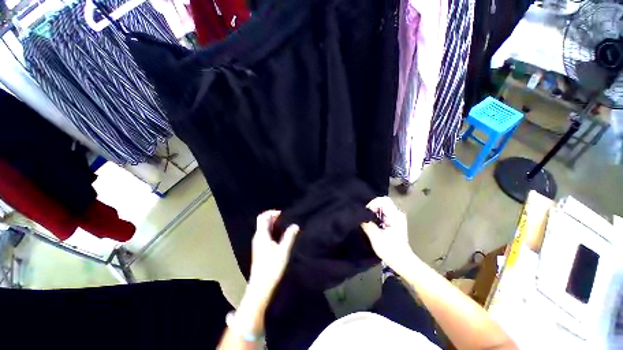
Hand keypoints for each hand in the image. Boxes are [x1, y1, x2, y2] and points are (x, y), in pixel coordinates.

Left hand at [246, 210, 298, 302]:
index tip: (283, 214)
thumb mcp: (283, 251)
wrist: (261, 287)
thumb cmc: (271, 268)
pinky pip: (266, 234)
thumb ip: (289, 236)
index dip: (272, 212)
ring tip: (286, 226)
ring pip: (265, 228)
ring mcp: (258, 243)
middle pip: (263, 221)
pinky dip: (273, 231)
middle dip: (274, 217)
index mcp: (262, 235)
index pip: (263, 217)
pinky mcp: (260, 249)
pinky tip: (281, 236)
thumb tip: (295, 225)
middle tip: (286, 219)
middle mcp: (258, 237)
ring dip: (274, 224)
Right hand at [361, 197, 417, 271]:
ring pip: (382, 206)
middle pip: (382, 202)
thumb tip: (359, 216)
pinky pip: (383, 212)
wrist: (403, 262)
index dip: (372, 203)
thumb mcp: (376, 238)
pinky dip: (376, 215)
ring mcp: (396, 217)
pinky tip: (373, 224)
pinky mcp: (394, 221)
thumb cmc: (391, 251)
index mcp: (395, 216)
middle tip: (365, 216)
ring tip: (368, 220)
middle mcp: (397, 213)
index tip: (365, 212)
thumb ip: (368, 225)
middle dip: (372, 207)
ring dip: (373, 212)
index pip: (383, 200)